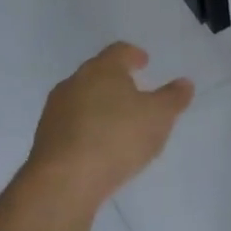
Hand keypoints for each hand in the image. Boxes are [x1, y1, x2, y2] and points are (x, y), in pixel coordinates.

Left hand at [26, 42, 193, 207]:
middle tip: (134, 93)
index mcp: (102, 69)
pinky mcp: (45, 136)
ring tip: (118, 122)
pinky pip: (72, 124)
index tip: (144, 62)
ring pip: (82, 98)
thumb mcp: (159, 117)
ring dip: (100, 105)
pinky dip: (87, 127)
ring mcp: (56, 109)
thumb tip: (184, 83)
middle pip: (98, 73)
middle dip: (116, 81)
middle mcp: (74, 82)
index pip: (119, 51)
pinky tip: (99, 145)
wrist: (65, 179)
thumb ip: (173, 98)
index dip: (133, 55)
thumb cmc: (118, 137)